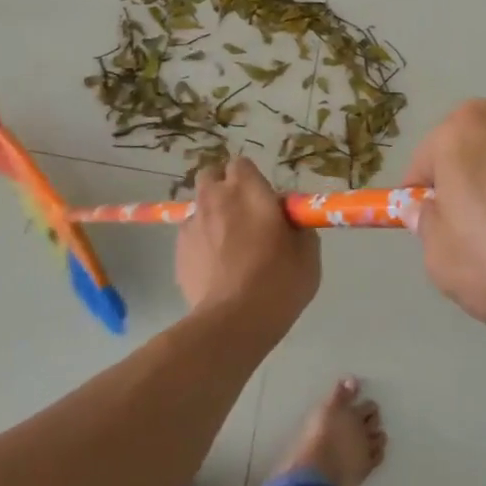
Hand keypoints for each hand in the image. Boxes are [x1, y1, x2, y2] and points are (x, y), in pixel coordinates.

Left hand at [175, 157, 319, 332]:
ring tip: (226, 247)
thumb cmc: (279, 281)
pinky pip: (190, 236)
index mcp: (247, 190)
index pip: (241, 164)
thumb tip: (288, 220)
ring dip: (211, 217)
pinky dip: (200, 244)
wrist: (234, 321)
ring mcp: (191, 224)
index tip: (263, 201)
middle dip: (222, 187)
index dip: (251, 180)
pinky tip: (215, 269)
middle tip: (241, 214)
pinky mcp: (178, 251)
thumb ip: (297, 225)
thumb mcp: (307, 252)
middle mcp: (214, 198)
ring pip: (198, 207)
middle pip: (210, 176)